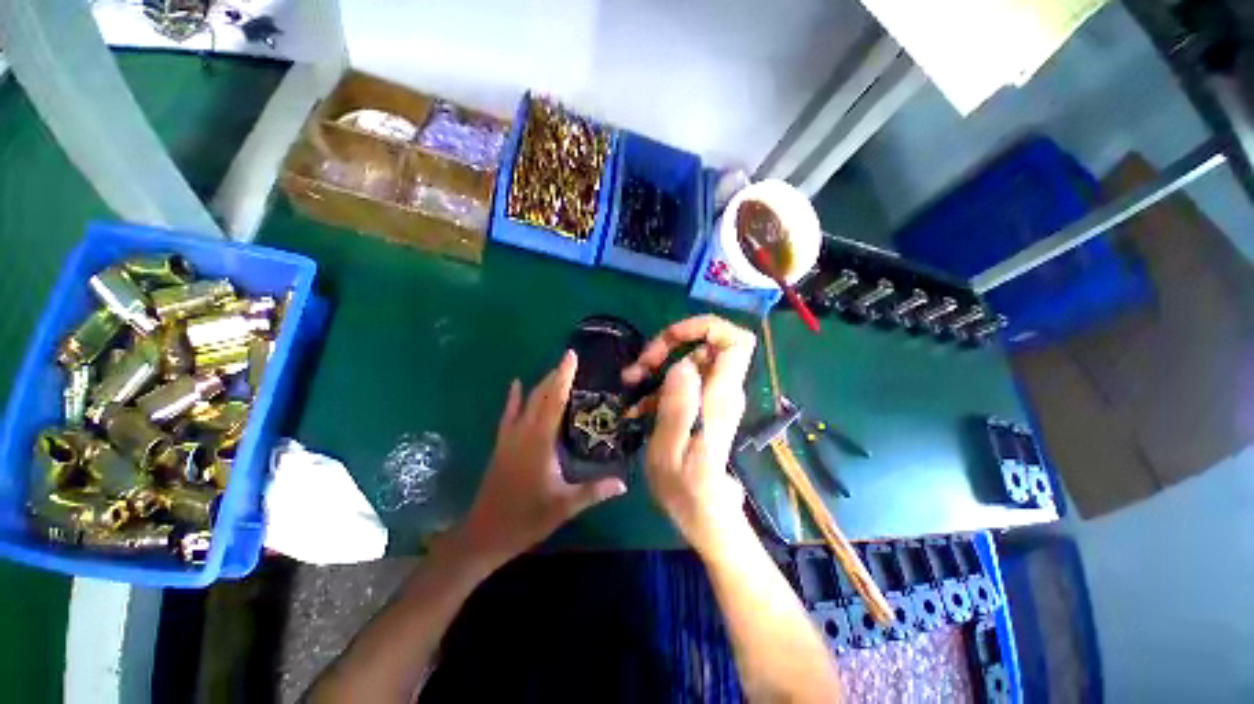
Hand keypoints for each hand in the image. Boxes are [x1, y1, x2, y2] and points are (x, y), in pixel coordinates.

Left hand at [455, 350, 626, 567]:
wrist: (485, 533)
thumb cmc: (526, 518)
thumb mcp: (564, 506)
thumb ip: (594, 492)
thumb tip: (624, 483)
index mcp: (540, 441)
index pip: (555, 401)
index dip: (563, 377)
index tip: (570, 356)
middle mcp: (524, 432)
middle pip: (540, 396)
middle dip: (555, 376)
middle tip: (569, 360)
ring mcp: (509, 437)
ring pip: (526, 402)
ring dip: (540, 384)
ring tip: (554, 370)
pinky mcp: (502, 444)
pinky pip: (508, 414)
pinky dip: (512, 398)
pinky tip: (515, 384)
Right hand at [622, 316, 756, 554]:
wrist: (704, 514)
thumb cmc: (686, 490)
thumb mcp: (670, 452)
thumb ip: (677, 408)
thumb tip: (682, 365)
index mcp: (720, 398)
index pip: (735, 341)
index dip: (704, 326)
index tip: (670, 337)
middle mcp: (724, 390)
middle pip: (708, 343)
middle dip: (671, 345)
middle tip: (641, 366)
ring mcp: (715, 397)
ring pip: (693, 359)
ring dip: (661, 364)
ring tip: (633, 382)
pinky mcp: (704, 404)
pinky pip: (685, 379)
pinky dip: (662, 382)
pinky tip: (640, 403)